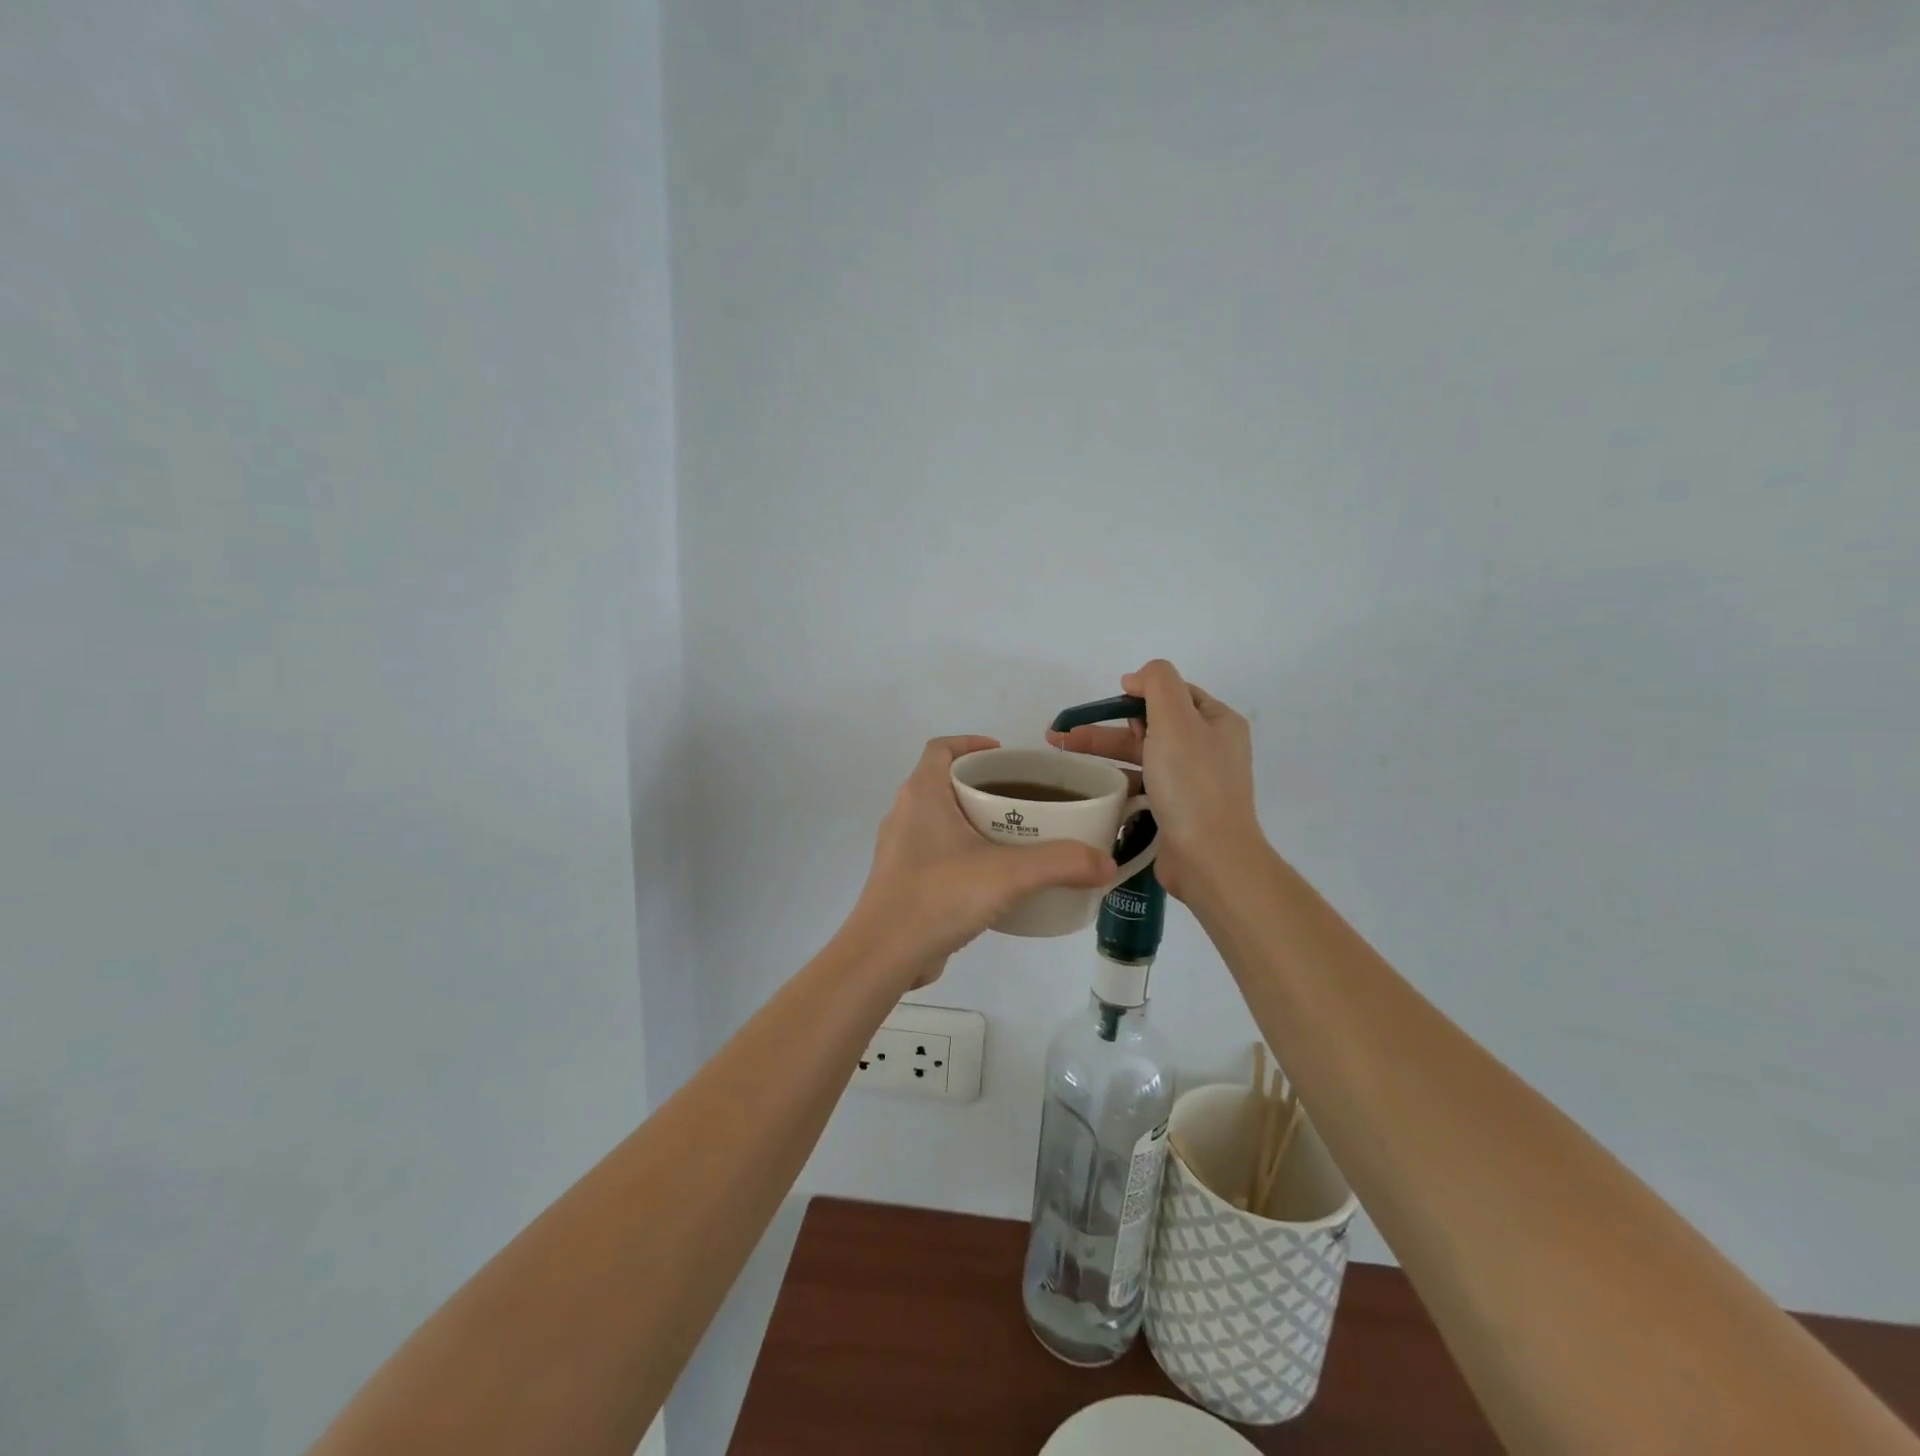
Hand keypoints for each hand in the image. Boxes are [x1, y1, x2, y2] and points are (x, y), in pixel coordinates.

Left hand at [852, 736, 1117, 985]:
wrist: (884, 956)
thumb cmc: (939, 895)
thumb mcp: (1008, 874)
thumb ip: (1061, 864)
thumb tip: (1107, 863)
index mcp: (922, 794)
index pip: (941, 748)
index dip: (972, 743)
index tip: (1006, 755)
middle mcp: (906, 814)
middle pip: (945, 783)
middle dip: (984, 786)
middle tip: (1025, 799)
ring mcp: (901, 850)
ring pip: (942, 820)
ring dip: (975, 821)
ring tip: (1017, 837)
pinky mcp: (904, 881)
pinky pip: (938, 853)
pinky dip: (965, 853)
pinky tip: (994, 878)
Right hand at [1045, 661, 1261, 900]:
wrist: (1208, 858)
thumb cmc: (1192, 784)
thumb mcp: (1176, 720)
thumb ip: (1158, 684)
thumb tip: (1137, 678)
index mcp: (1217, 721)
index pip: (1174, 692)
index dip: (1140, 691)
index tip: (1110, 700)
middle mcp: (1208, 748)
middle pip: (1151, 724)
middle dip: (1108, 724)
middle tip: (1067, 732)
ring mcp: (1192, 781)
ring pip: (1141, 755)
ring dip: (1104, 752)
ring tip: (1062, 753)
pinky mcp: (1175, 809)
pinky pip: (1141, 785)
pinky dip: (1117, 781)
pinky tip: (1090, 785)